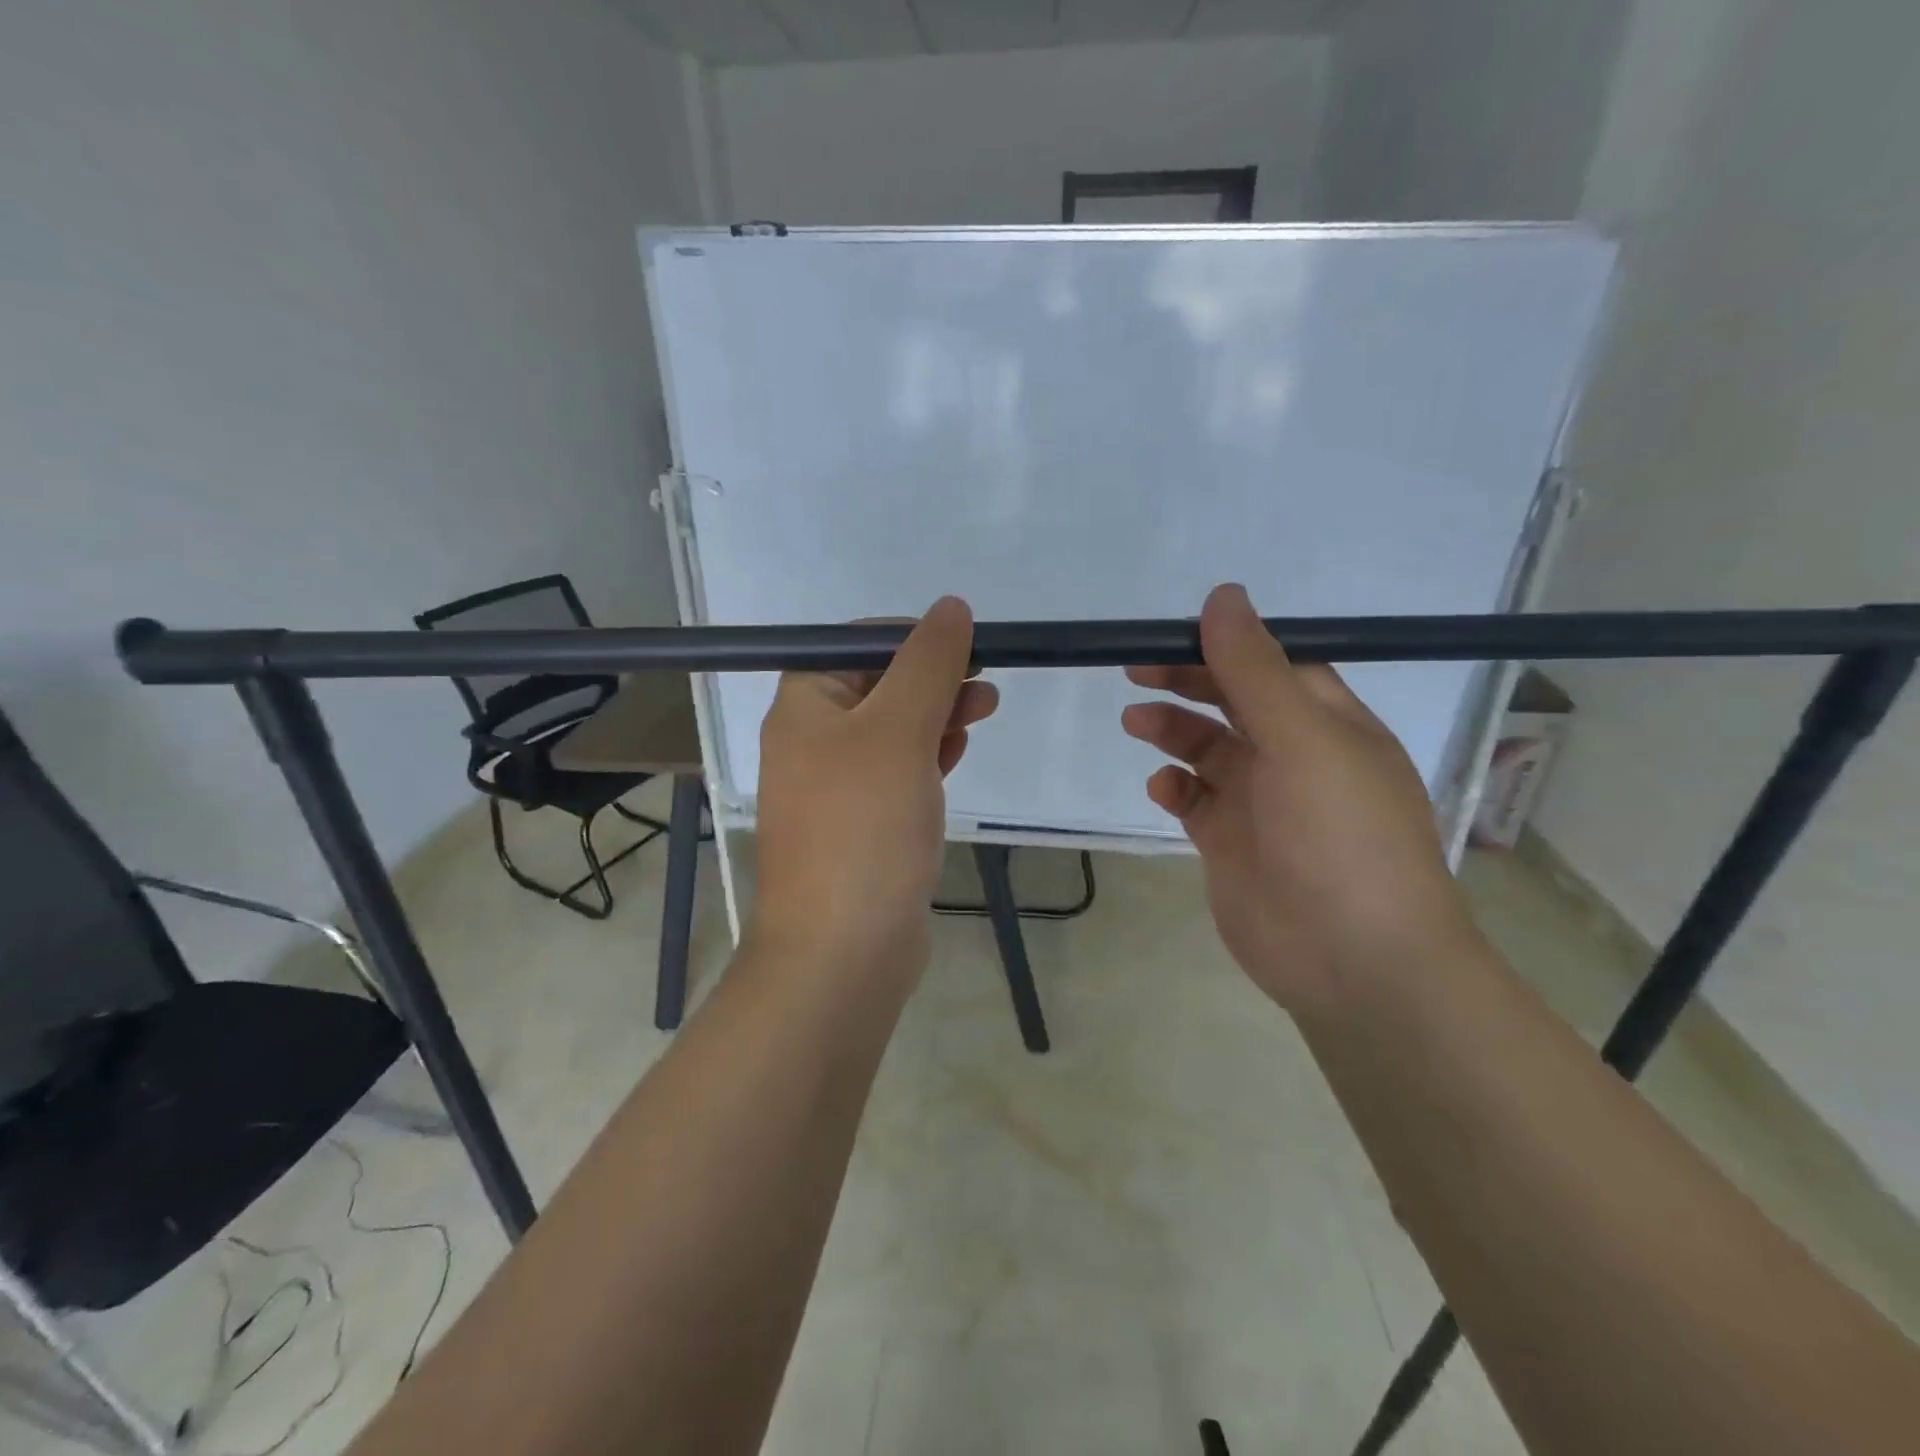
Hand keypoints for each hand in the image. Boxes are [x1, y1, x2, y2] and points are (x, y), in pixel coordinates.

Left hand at [753, 597, 997, 977]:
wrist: (843, 950)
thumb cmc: (865, 827)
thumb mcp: (900, 730)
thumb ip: (928, 664)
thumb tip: (951, 606)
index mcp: (805, 706)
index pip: (856, 643)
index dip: (911, 635)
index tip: (965, 645)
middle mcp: (813, 740)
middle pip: (878, 685)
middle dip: (933, 676)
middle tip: (986, 681)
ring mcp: (837, 786)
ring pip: (893, 729)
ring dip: (937, 713)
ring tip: (985, 709)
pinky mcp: (863, 824)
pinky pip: (898, 772)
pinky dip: (928, 755)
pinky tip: (958, 751)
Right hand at [1122, 584, 1481, 1014]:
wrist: (1355, 960)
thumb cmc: (1340, 837)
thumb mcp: (1302, 739)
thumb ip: (1254, 670)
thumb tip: (1223, 595)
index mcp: (1327, 722)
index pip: (1270, 665)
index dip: (1223, 645)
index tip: (1170, 635)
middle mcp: (1294, 755)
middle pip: (1232, 701)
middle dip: (1187, 682)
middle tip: (1136, 671)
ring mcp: (1260, 801)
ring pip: (1207, 748)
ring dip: (1172, 730)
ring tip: (1135, 723)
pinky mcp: (1230, 842)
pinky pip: (1193, 800)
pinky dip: (1173, 787)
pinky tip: (1162, 790)